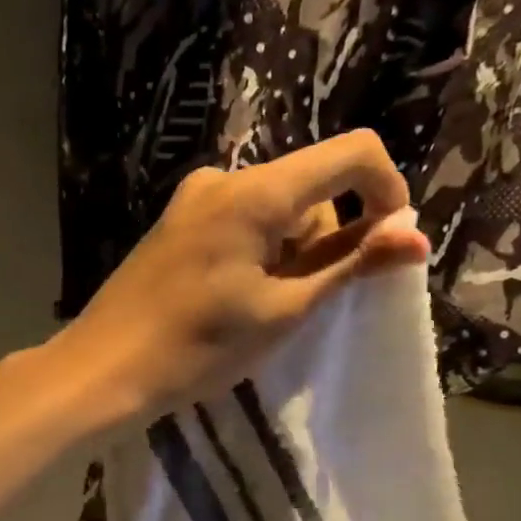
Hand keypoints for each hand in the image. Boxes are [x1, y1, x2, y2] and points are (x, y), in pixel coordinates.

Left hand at [51, 130, 430, 425]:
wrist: (104, 368)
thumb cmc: (198, 347)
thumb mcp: (284, 309)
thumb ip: (350, 263)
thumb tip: (416, 234)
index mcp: (255, 191)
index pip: (352, 152)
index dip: (387, 191)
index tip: (389, 244)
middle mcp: (224, 178)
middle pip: (312, 183)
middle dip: (331, 234)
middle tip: (308, 299)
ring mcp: (195, 198)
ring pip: (279, 205)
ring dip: (295, 248)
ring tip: (266, 307)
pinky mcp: (180, 220)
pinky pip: (244, 218)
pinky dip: (264, 249)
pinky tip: (240, 296)